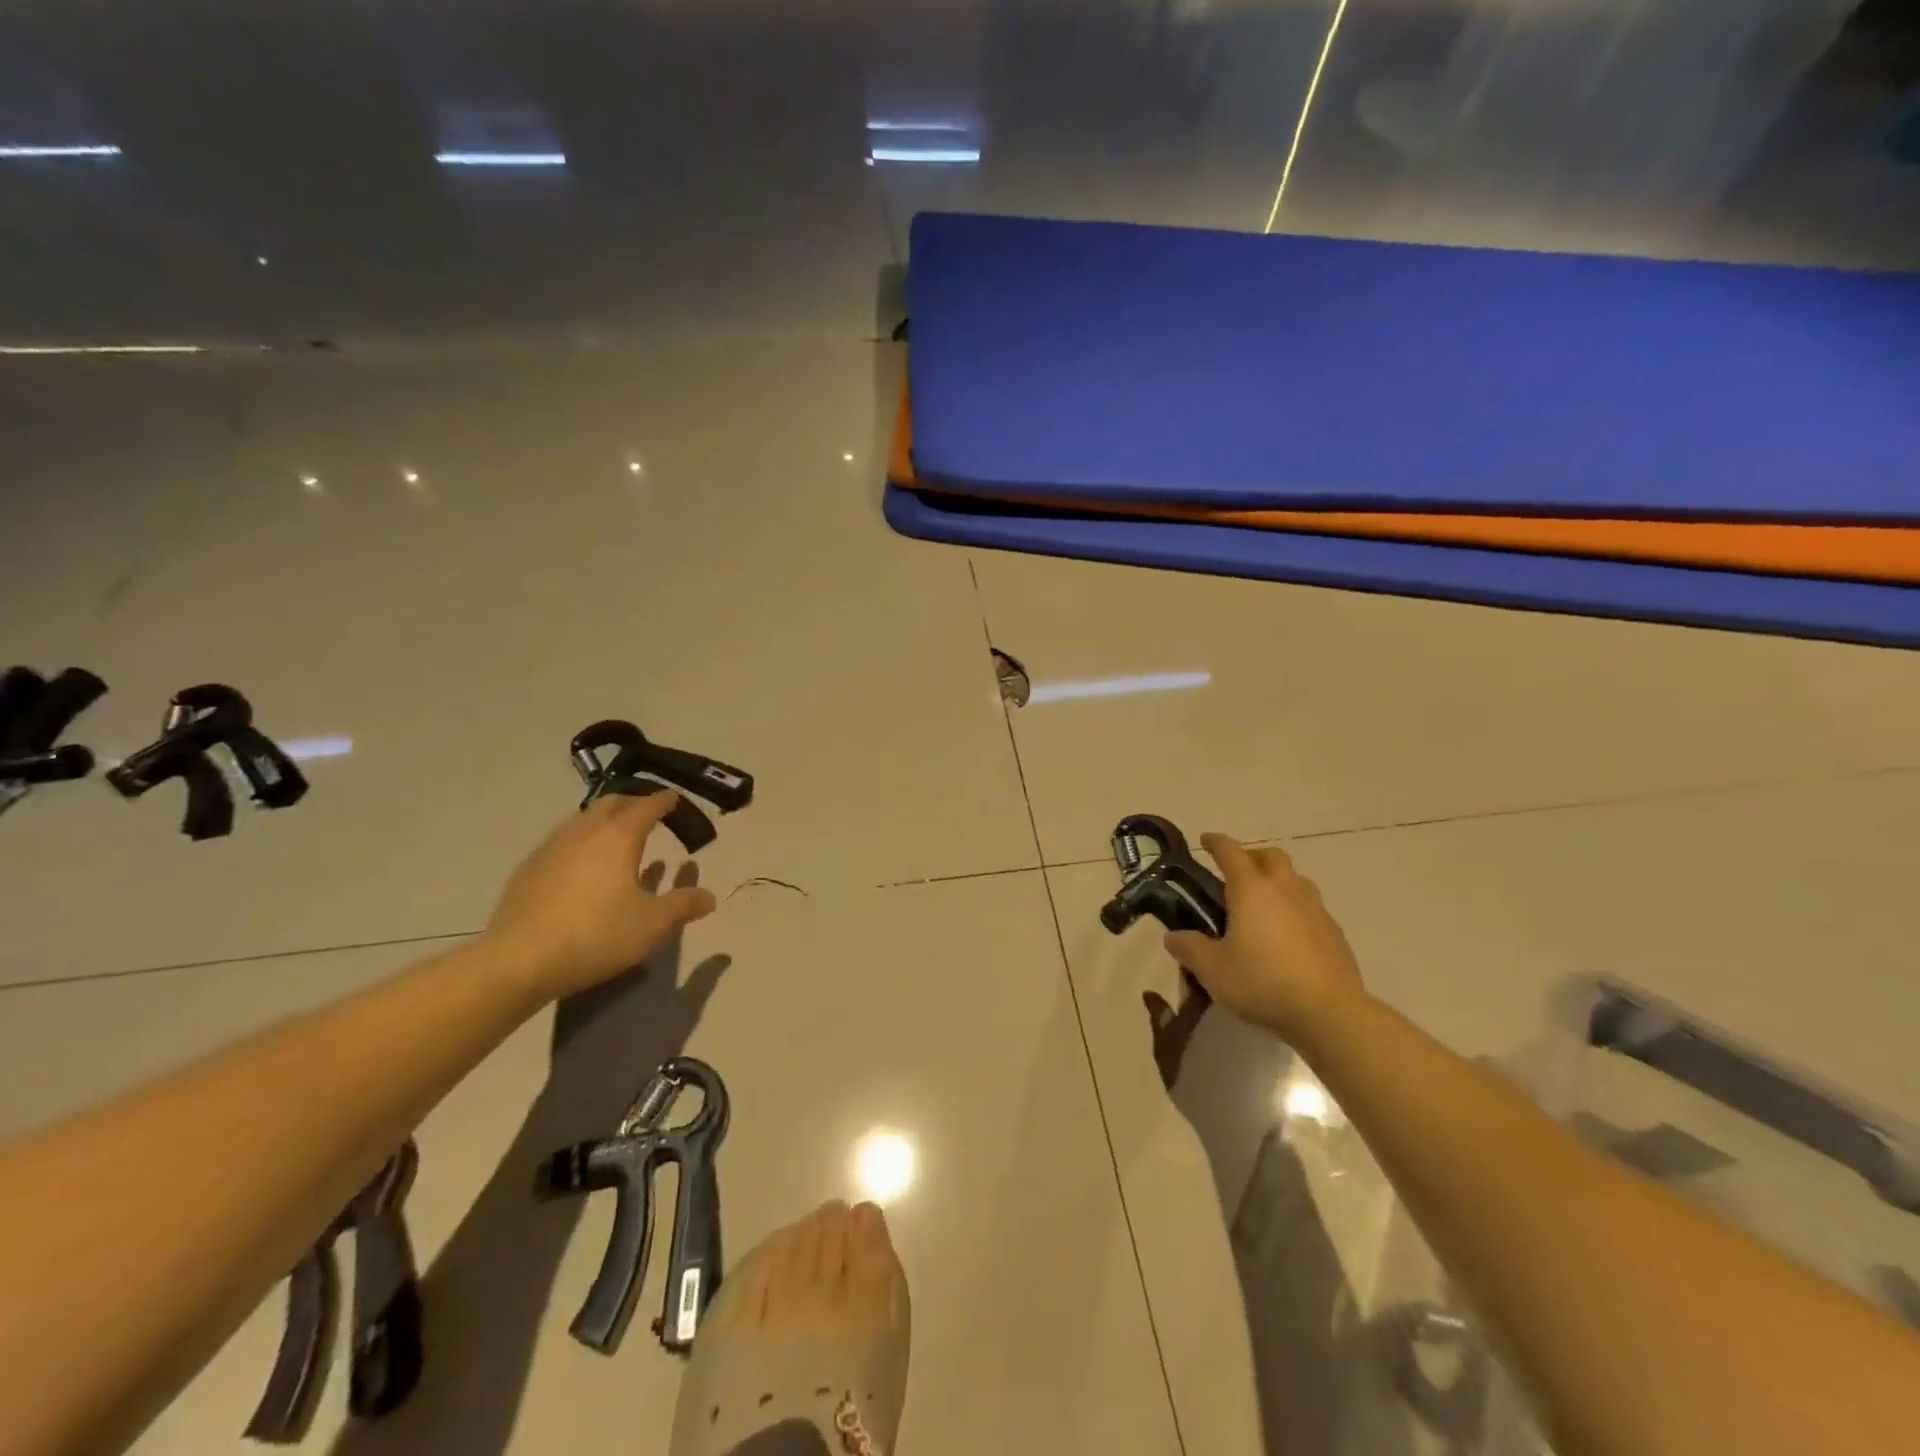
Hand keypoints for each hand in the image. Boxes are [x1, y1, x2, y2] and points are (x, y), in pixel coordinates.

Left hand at [481, 793, 716, 1000]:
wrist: (517, 961)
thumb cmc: (595, 936)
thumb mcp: (652, 925)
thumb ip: (683, 906)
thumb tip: (709, 897)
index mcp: (619, 837)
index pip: (647, 806)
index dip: (664, 801)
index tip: (674, 800)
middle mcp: (584, 832)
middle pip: (611, 803)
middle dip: (632, 803)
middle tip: (648, 815)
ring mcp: (551, 847)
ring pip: (582, 819)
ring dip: (604, 821)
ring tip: (616, 838)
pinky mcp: (528, 868)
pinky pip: (561, 841)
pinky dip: (580, 842)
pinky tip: (582, 867)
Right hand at [1164, 834, 1366, 1043]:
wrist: (1330, 1012)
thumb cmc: (1263, 982)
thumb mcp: (1213, 970)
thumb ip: (1190, 948)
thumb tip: (1172, 937)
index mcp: (1251, 889)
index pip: (1230, 851)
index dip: (1215, 842)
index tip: (1205, 840)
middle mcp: (1284, 889)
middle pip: (1270, 855)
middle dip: (1251, 856)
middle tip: (1235, 873)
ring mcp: (1314, 908)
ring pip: (1294, 878)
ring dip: (1276, 880)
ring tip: (1261, 904)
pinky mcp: (1334, 931)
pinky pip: (1310, 906)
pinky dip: (1294, 908)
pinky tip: (1286, 935)